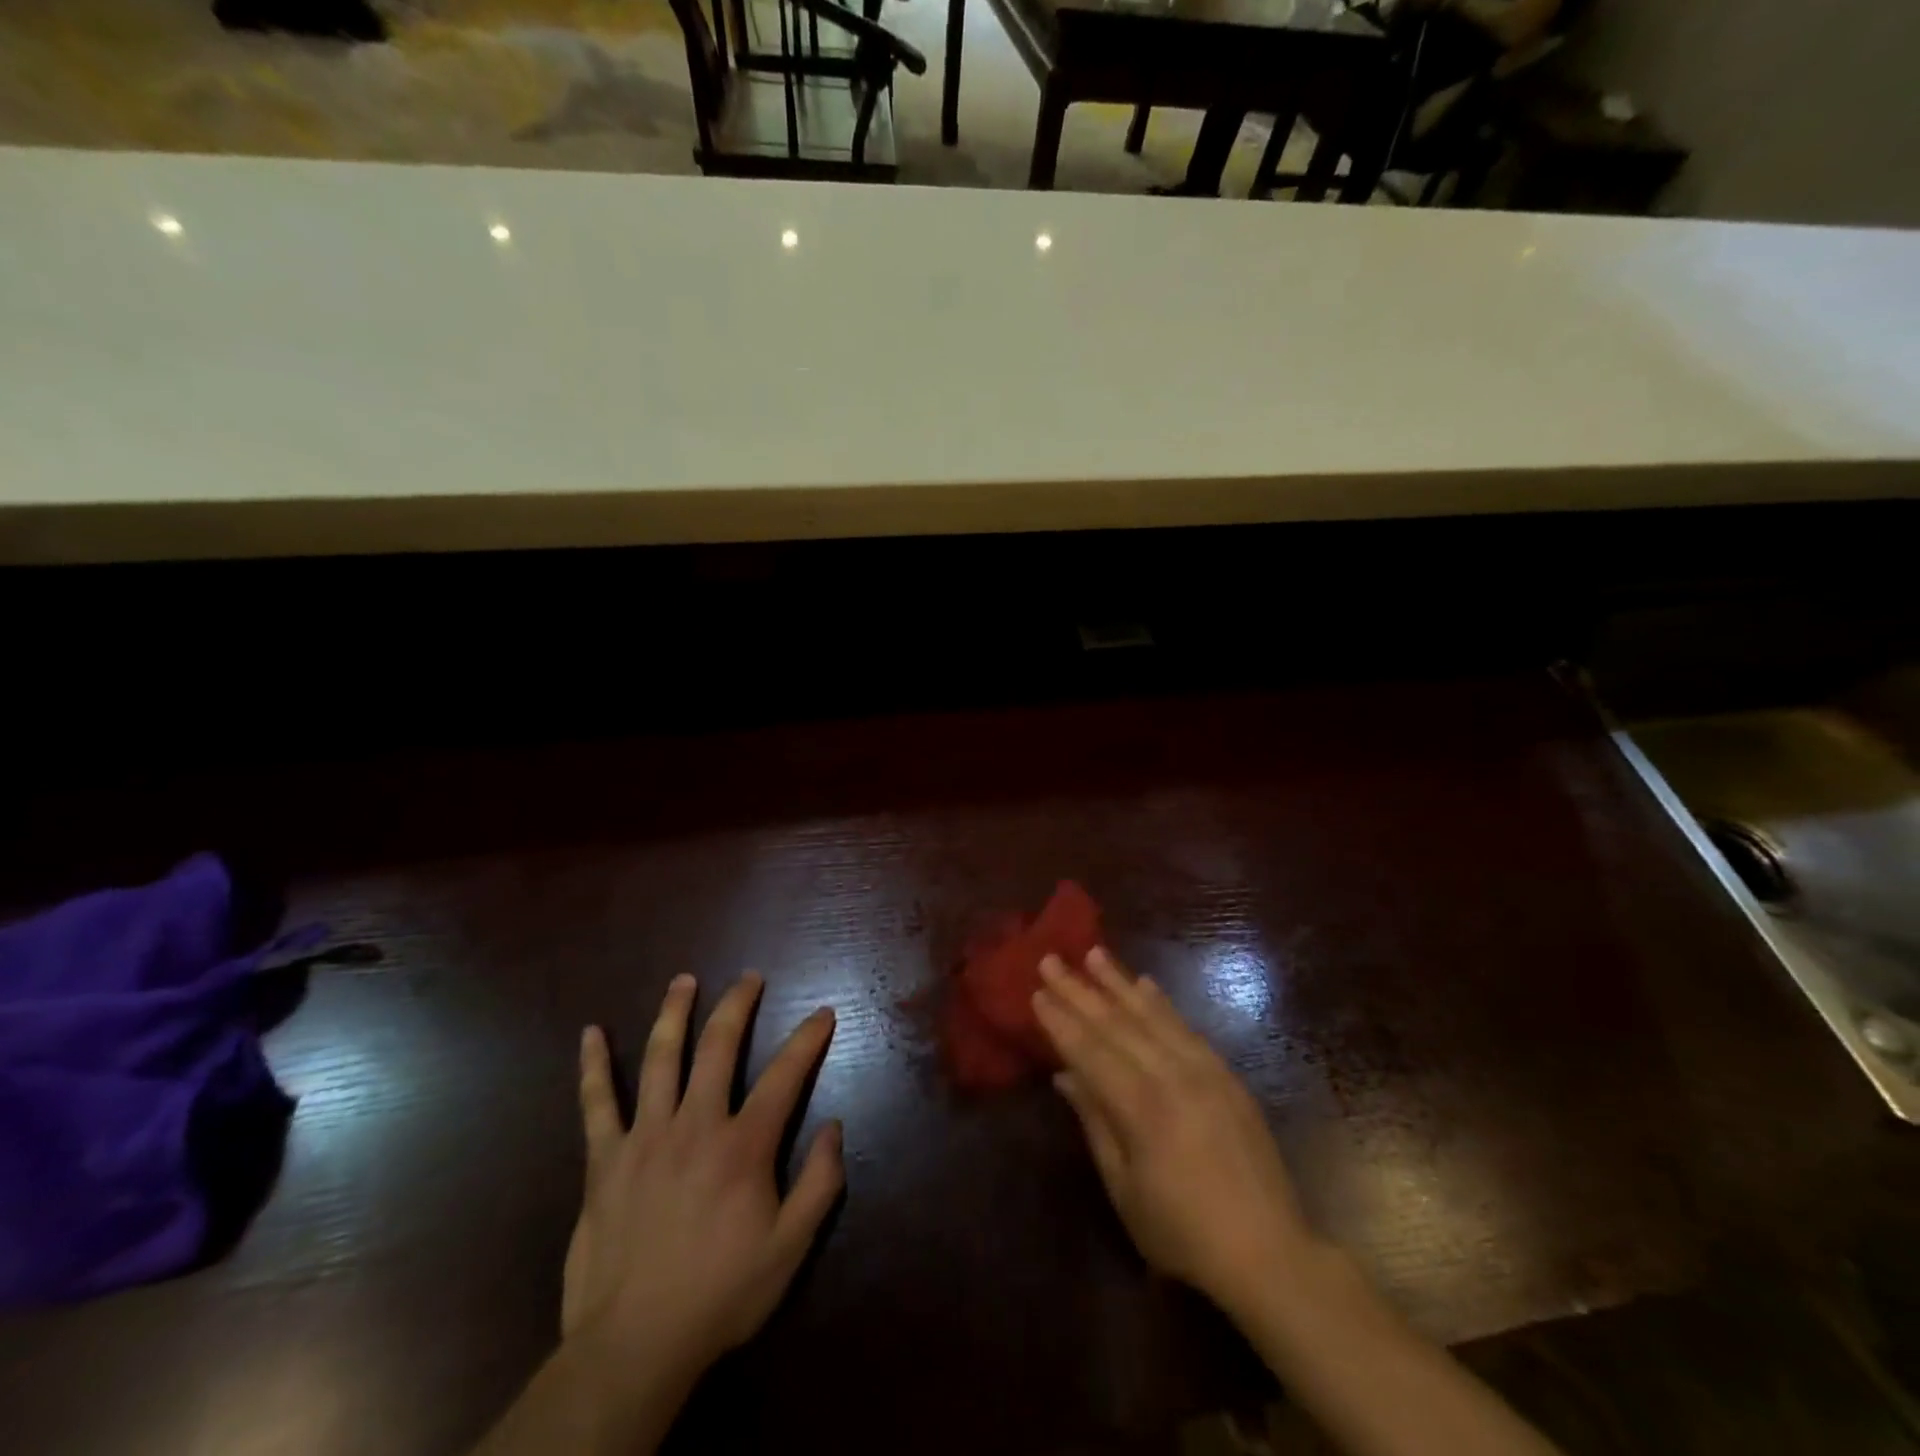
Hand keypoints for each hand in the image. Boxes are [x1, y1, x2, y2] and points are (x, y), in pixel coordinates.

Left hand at [561, 973, 842, 1386]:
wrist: (632, 1348)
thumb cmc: (720, 1295)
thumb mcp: (789, 1249)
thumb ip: (820, 1184)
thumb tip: (835, 1126)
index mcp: (743, 1145)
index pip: (785, 1074)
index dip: (808, 1038)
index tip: (823, 1012)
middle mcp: (696, 1124)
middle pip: (719, 1046)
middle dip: (739, 1005)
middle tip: (750, 977)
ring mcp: (645, 1137)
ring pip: (661, 1058)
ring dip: (675, 1013)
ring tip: (684, 980)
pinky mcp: (605, 1160)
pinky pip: (596, 1104)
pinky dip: (593, 1066)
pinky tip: (589, 1034)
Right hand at [1032, 949, 1317, 1316]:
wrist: (1269, 1252)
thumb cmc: (1183, 1233)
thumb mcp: (1124, 1188)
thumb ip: (1095, 1123)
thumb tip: (1064, 1075)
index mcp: (1141, 1108)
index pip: (1089, 1051)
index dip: (1060, 1021)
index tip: (1036, 990)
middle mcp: (1171, 1076)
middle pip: (1116, 1023)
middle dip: (1079, 990)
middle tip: (1051, 959)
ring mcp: (1204, 1070)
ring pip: (1151, 1015)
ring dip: (1118, 981)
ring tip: (1093, 953)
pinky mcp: (1226, 1074)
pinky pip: (1186, 1026)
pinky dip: (1161, 1002)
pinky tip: (1145, 983)